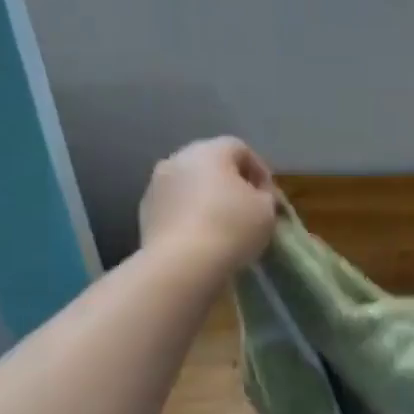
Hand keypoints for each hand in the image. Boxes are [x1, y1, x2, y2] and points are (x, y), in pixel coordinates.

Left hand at [139, 137, 278, 275]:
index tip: (269, 196)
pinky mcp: (144, 212)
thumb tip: (255, 197)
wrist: (181, 264)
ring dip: (205, 198)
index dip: (259, 171)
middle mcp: (178, 159)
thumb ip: (264, 196)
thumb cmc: (231, 228)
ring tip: (221, 224)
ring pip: (189, 185)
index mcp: (210, 151)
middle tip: (246, 208)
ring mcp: (156, 185)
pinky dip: (188, 215)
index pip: (240, 149)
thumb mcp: (266, 210)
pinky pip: (174, 206)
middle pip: (211, 164)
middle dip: (229, 182)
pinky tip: (200, 237)